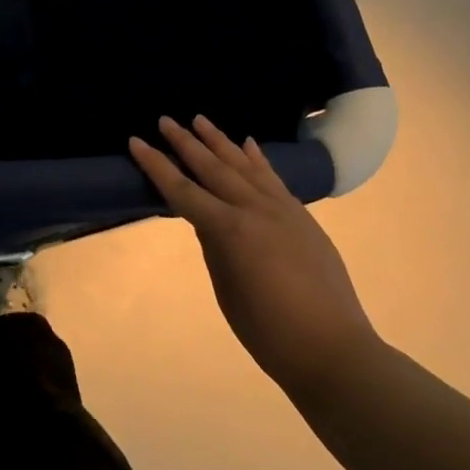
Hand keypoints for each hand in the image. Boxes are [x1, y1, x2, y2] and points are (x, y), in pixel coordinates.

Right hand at [130, 116, 379, 395]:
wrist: (334, 350)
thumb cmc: (268, 330)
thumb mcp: (226, 288)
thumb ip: (213, 245)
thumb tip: (206, 218)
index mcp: (230, 230)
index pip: (182, 190)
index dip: (156, 165)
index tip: (136, 141)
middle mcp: (255, 210)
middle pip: (213, 168)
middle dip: (186, 143)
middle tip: (165, 120)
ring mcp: (283, 210)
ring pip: (244, 165)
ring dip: (220, 141)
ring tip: (200, 119)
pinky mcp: (302, 218)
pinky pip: (273, 178)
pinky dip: (258, 158)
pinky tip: (247, 143)